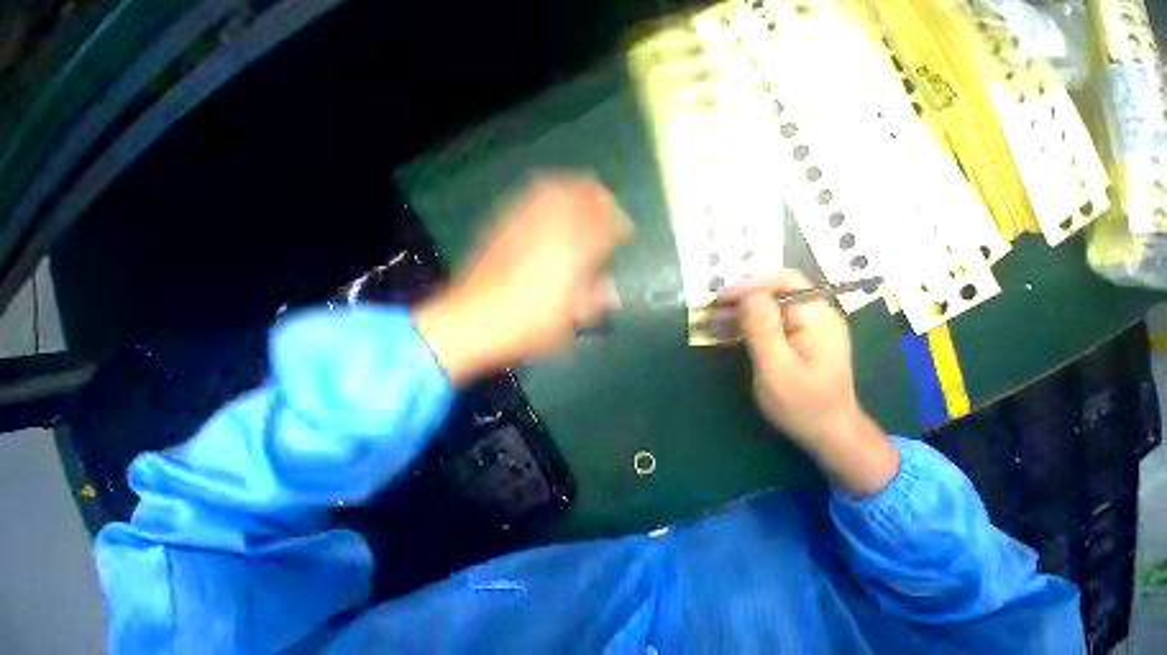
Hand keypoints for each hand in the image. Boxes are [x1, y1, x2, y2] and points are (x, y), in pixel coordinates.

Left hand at [415, 173, 630, 385]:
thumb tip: (613, 292)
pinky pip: (529, 198)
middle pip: (582, 197)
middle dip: (600, 198)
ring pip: (556, 190)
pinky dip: (546, 192)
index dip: (620, 225)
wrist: (474, 320)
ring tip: (583, 195)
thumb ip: (593, 300)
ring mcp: (525, 224)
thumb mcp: (568, 321)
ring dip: (575, 188)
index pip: (605, 228)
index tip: (626, 231)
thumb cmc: (527, 326)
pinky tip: (549, 198)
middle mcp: (552, 231)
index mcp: (573, 256)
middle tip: (608, 206)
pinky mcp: (504, 226)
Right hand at [730, 270, 897, 494]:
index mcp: (816, 317)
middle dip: (739, 299)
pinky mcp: (797, 340)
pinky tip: (723, 332)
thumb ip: (763, 329)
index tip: (720, 300)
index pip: (783, 282)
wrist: (829, 434)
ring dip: (737, 313)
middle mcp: (814, 316)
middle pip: (773, 293)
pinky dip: (744, 325)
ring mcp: (806, 328)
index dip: (749, 285)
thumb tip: (748, 294)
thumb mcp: (777, 368)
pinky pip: (768, 323)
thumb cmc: (802, 404)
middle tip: (709, 311)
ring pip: (767, 308)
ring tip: (708, 322)